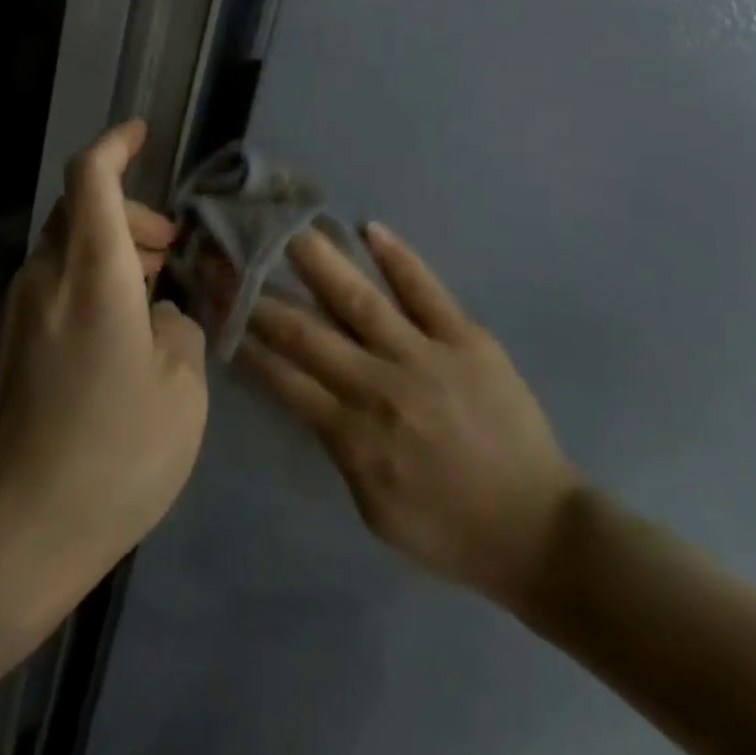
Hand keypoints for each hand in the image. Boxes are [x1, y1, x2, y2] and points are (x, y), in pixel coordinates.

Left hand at [0, 122, 208, 626]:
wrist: (13, 536)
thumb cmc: (115, 455)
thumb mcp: (183, 390)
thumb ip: (180, 330)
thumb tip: (161, 316)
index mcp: (91, 274)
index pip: (91, 178)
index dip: (115, 144)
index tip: (140, 133)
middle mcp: (41, 280)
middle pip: (76, 213)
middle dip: (128, 216)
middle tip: (169, 254)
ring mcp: (8, 316)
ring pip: (59, 254)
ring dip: (105, 255)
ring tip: (147, 297)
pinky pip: (42, 295)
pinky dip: (79, 291)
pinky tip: (105, 344)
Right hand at [245, 225, 579, 611]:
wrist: (537, 530)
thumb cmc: (447, 529)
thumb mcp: (372, 509)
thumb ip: (336, 447)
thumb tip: (308, 392)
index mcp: (352, 434)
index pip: (282, 375)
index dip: (245, 336)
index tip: (218, 300)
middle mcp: (378, 386)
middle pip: (306, 331)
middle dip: (259, 292)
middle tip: (229, 252)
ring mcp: (424, 357)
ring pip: (359, 300)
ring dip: (318, 260)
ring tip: (287, 225)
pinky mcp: (466, 339)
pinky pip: (427, 291)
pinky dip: (398, 258)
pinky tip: (370, 228)